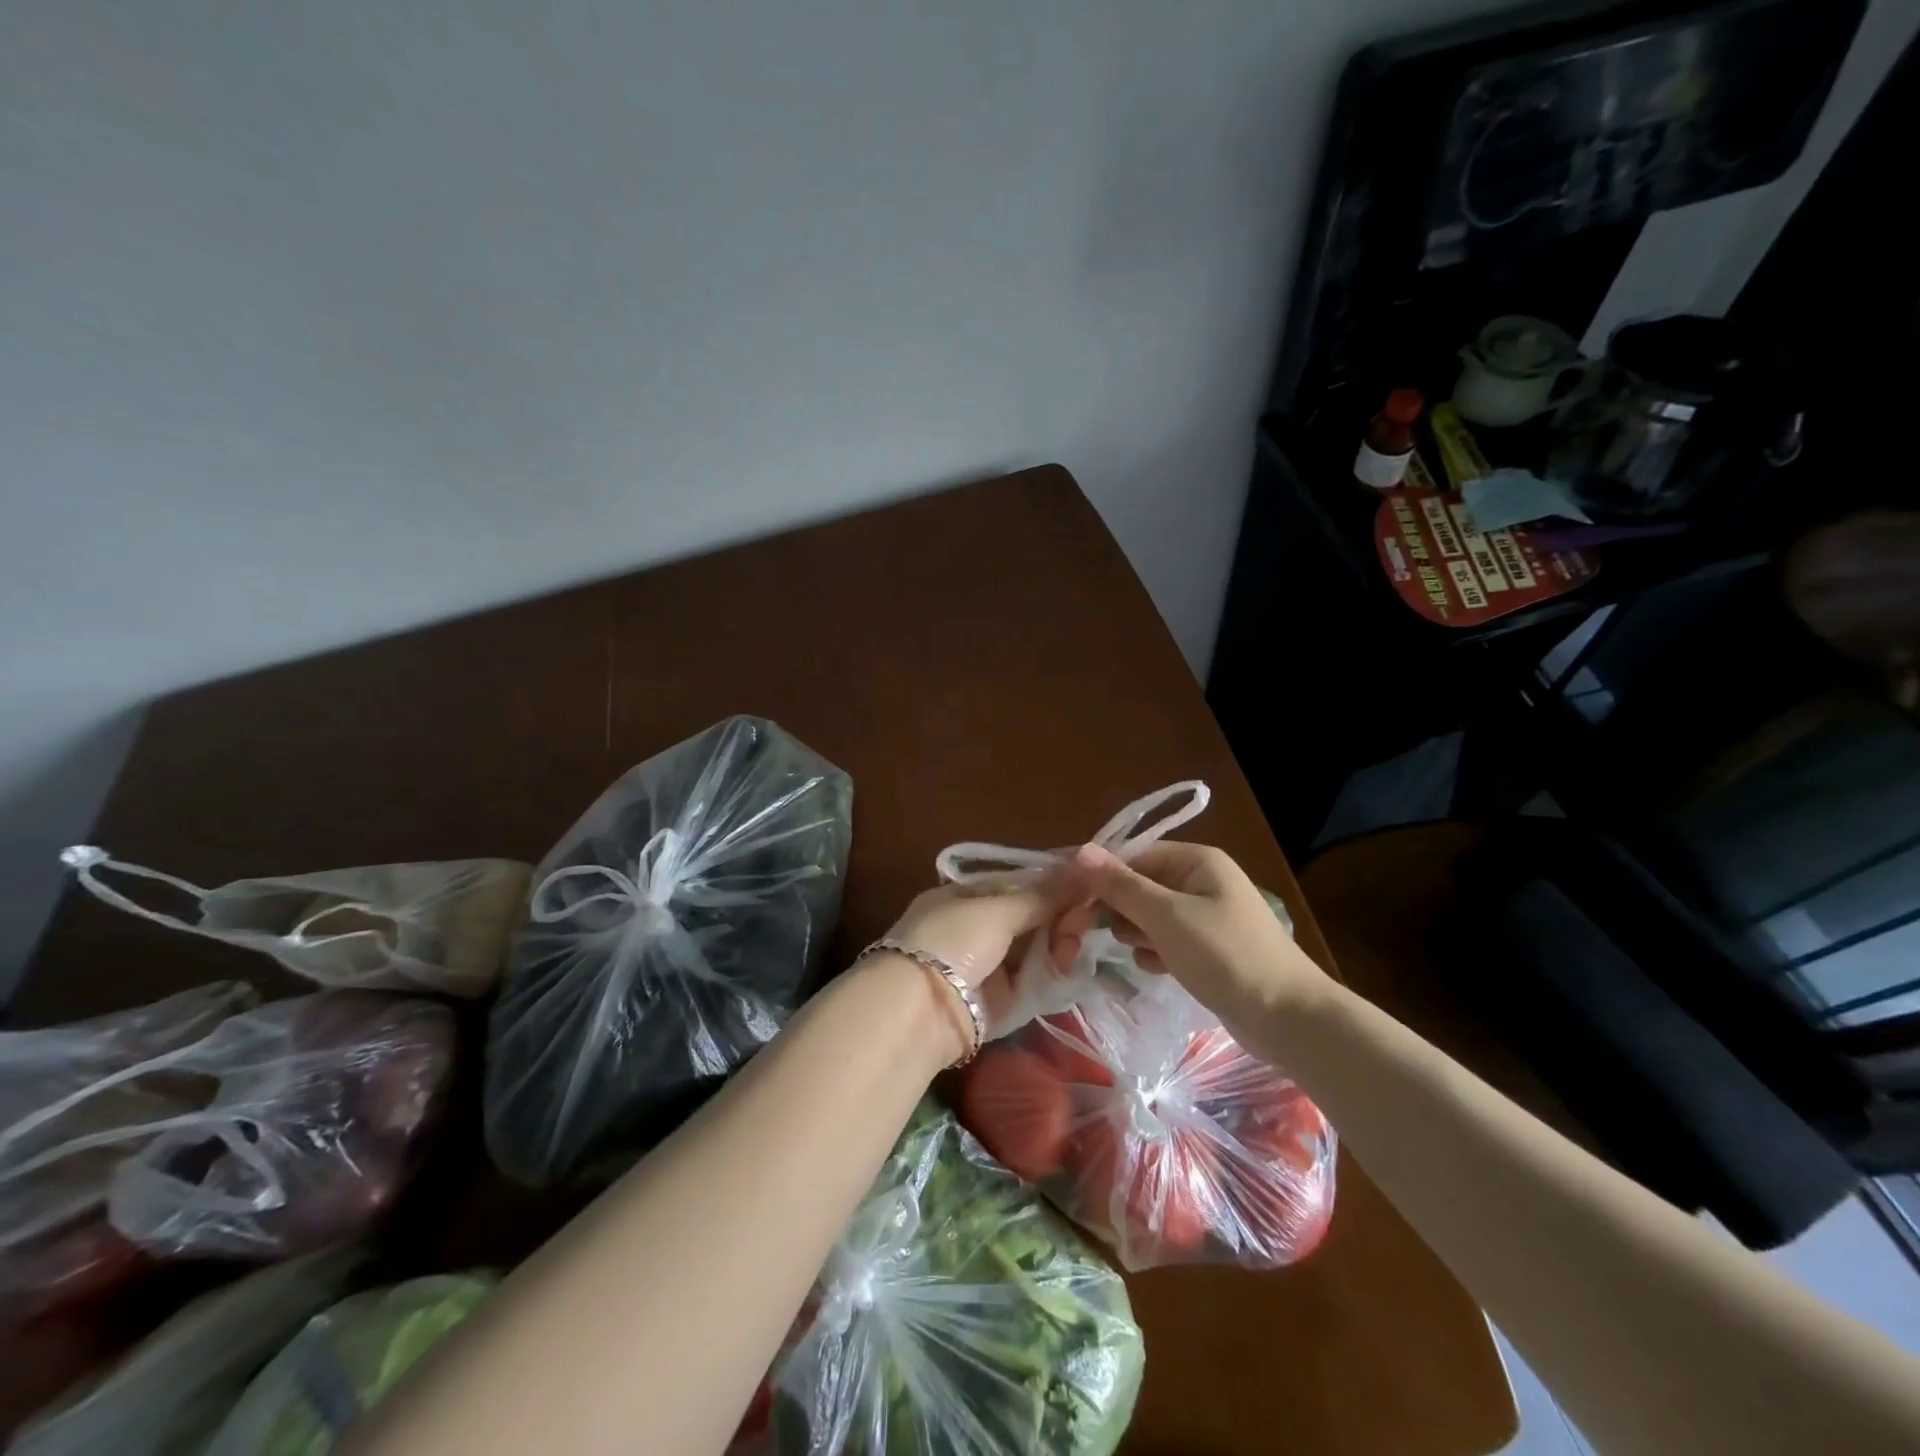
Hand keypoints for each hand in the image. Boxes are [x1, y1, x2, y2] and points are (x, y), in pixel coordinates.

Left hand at [877, 872, 1072, 1037]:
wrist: (921, 1011)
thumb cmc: (953, 941)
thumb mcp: (997, 909)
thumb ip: (1044, 894)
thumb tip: (1087, 866)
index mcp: (967, 895)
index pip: (1020, 883)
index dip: (1055, 883)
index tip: (1089, 882)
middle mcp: (978, 926)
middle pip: (1033, 915)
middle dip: (1061, 914)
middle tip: (1085, 917)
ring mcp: (990, 963)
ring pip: (1039, 946)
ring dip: (1061, 941)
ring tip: (1073, 944)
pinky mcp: (1002, 999)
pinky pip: (1037, 977)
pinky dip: (1054, 970)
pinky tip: (1070, 963)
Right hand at [1062, 842, 1332, 1025]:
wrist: (1288, 1019)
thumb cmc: (1226, 956)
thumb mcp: (1167, 917)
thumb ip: (1121, 885)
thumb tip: (1080, 850)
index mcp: (1196, 860)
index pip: (1133, 854)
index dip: (1100, 875)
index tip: (1070, 899)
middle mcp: (1200, 879)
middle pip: (1139, 883)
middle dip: (1118, 907)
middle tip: (1096, 932)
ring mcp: (1205, 914)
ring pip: (1149, 914)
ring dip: (1136, 932)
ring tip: (1140, 952)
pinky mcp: (1207, 947)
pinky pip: (1166, 939)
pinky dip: (1155, 951)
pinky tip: (1157, 968)